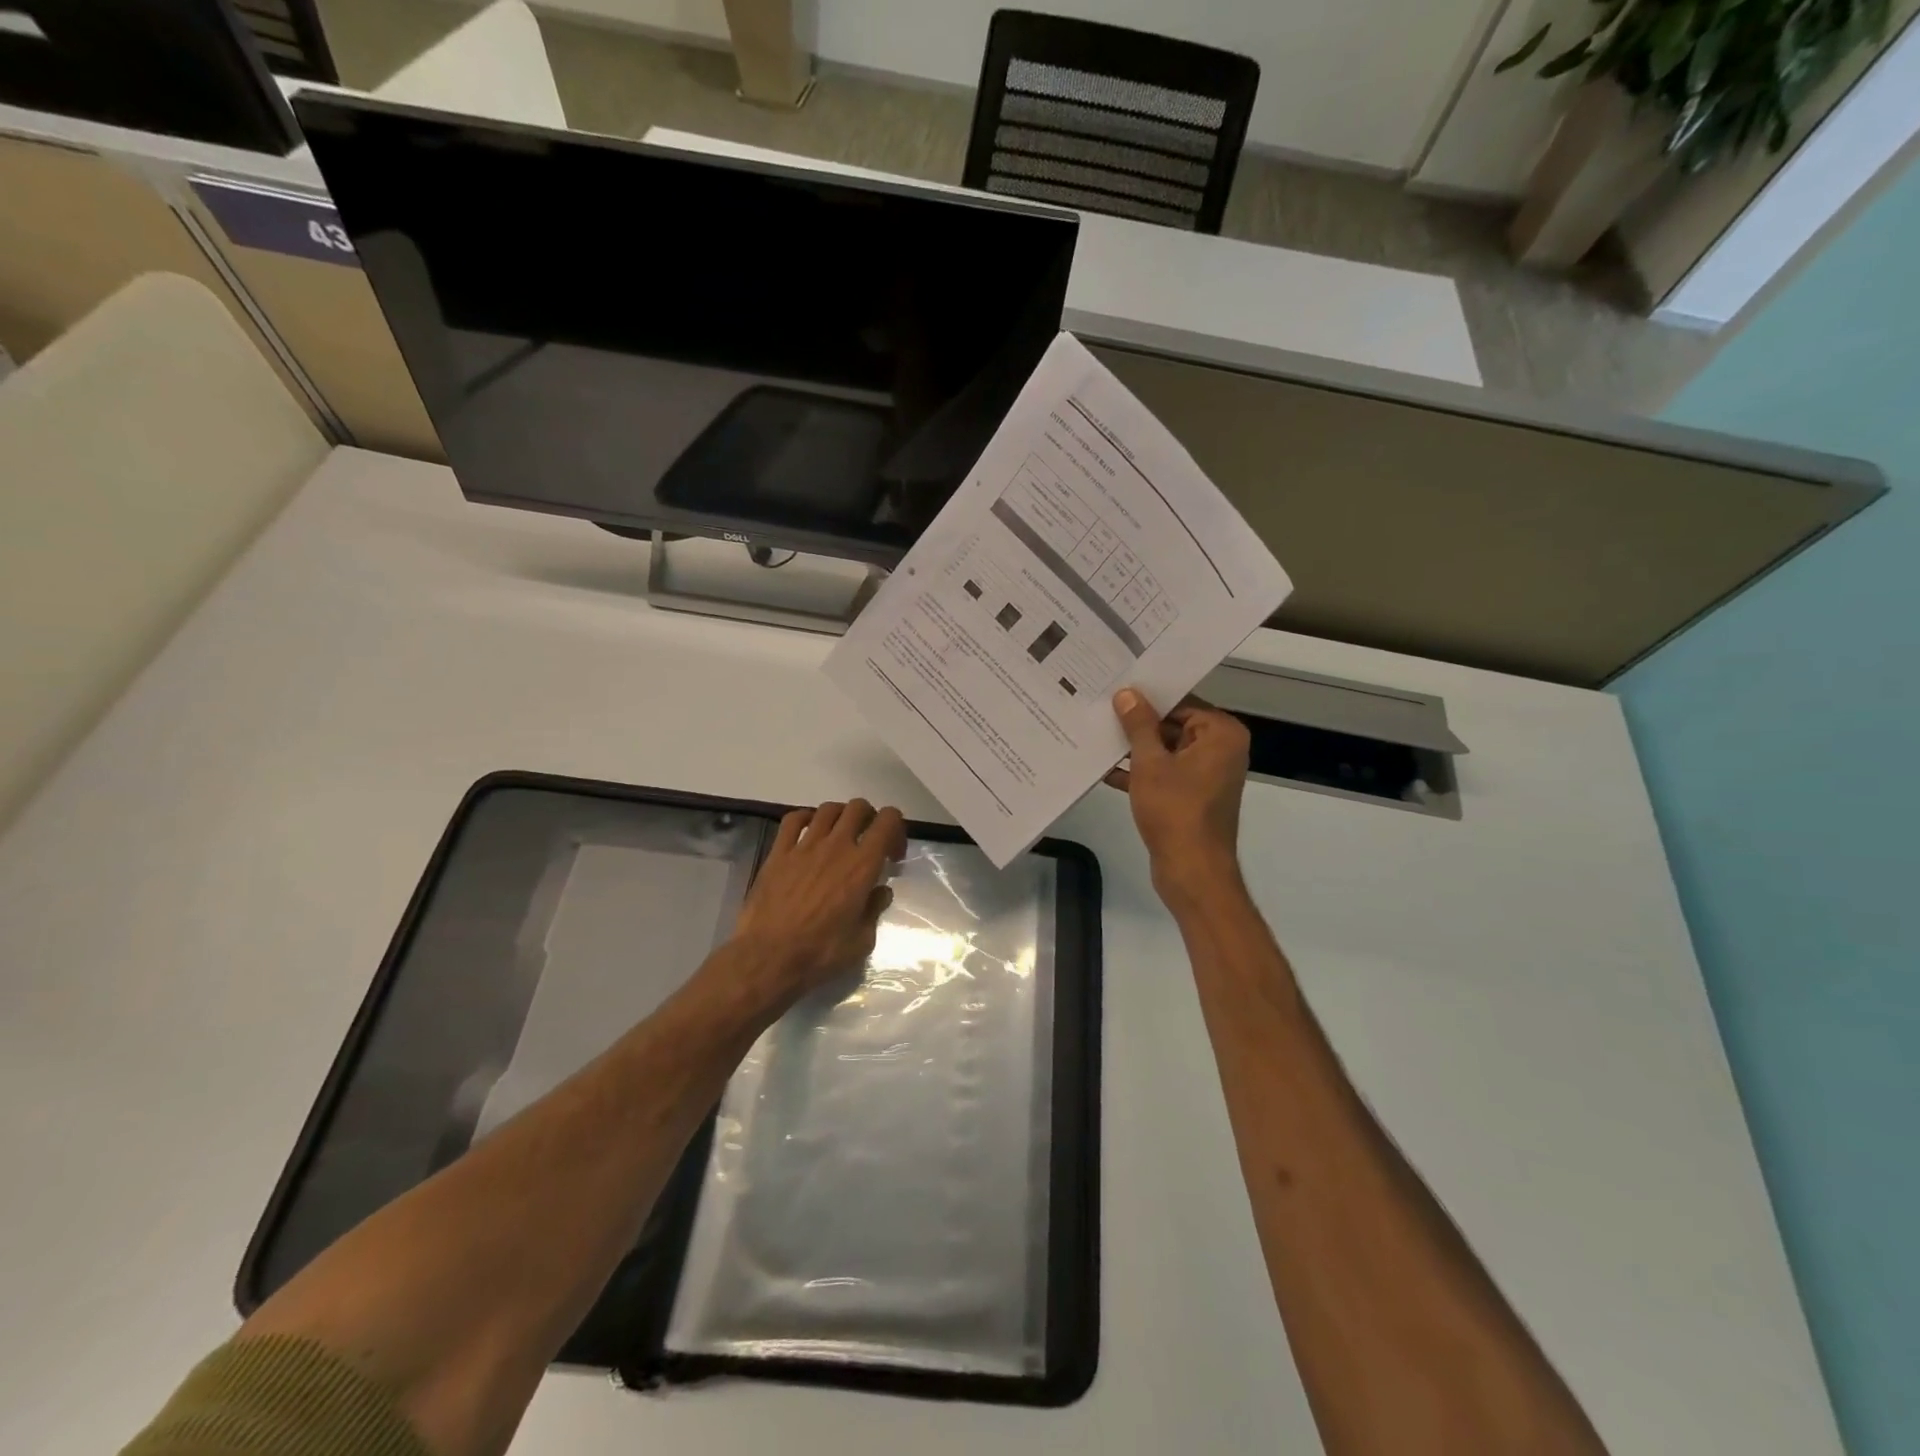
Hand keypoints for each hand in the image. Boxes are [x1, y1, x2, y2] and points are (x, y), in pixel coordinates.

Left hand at [730, 799, 906, 1003]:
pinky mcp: (778, 852)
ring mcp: (804, 846)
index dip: (896, 829)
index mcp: (862, 865)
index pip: (888, 821)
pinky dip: (806, 818)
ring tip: (839, 837)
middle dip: (870, 819)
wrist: (768, 957)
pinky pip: (793, 819)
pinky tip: (808, 833)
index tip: (892, 854)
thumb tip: (880, 891)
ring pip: (828, 809)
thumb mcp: (862, 941)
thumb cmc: (820, 953)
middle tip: (868, 842)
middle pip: (858, 807)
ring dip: (840, 817)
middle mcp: (836, 846)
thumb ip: (875, 910)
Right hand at [1107, 689, 1249, 906]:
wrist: (1192, 870)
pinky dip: (1142, 773)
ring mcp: (1209, 773)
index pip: (1180, 703)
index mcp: (1221, 733)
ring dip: (1136, 750)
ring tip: (1097, 737)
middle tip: (1100, 711)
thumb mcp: (1150, 763)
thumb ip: (1138, 725)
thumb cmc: (1175, 811)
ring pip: (1167, 750)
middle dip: (1138, 725)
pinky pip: (1166, 772)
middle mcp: (1221, 748)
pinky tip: (1106, 770)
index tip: (1115, 691)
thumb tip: (1127, 694)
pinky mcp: (1194, 795)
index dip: (1147, 699)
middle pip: (1174, 724)